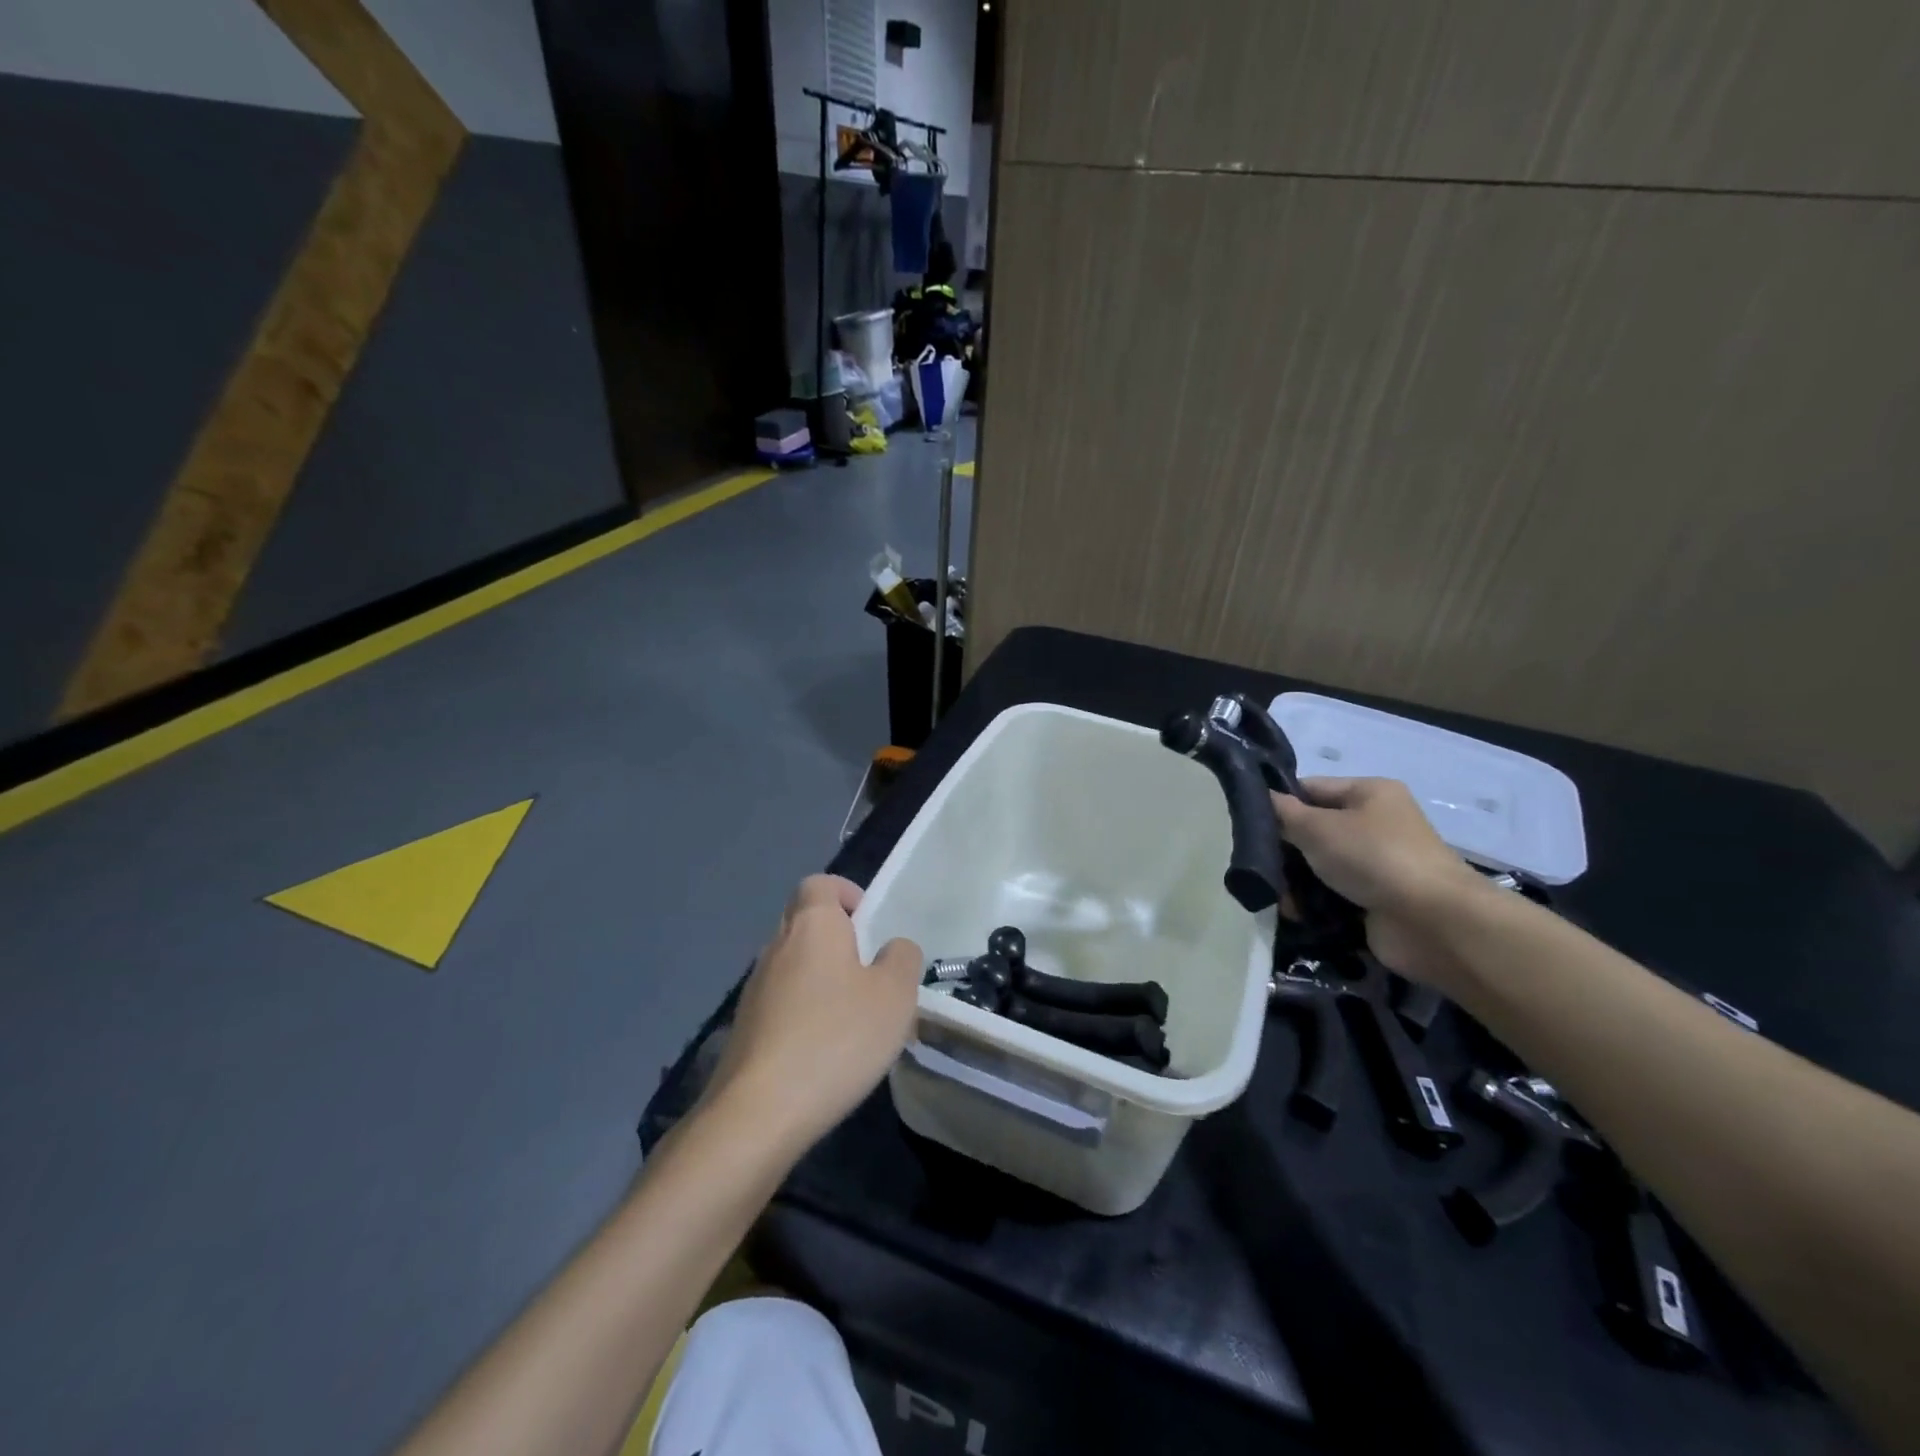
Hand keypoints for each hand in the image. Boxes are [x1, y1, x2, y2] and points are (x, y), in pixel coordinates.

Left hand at [704, 875, 922, 1156]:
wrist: (759, 1112)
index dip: (846, 893)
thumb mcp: (895, 996)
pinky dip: (804, 1011)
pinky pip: (781, 1001)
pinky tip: (825, 1050)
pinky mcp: (745, 1026)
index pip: (819, 883)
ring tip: (853, 1018)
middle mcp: (776, 945)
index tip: (870, 923)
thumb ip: (902, 959)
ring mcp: (754, 987)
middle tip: (870, 971)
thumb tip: (893, 948)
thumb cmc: (836, 1039)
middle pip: (804, 921)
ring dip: (821, 977)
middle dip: (837, 937)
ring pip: (793, 964)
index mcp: (812, 925)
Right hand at [1271, 778, 1483, 987]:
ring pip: (1320, 866)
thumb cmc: (1373, 858)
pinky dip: (1313, 904)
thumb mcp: (1318, 827)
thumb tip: (1261, 798)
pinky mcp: (1375, 900)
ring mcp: (1377, 865)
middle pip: (1314, 830)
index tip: (1248, 822)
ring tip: (1273, 895)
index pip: (1311, 789)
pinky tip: (1293, 913)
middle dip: (1285, 849)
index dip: (1280, 803)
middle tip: (1256, 864)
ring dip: (1295, 880)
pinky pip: (1332, 895)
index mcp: (1369, 793)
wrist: (1433, 923)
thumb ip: (1283, 813)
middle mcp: (1376, 824)